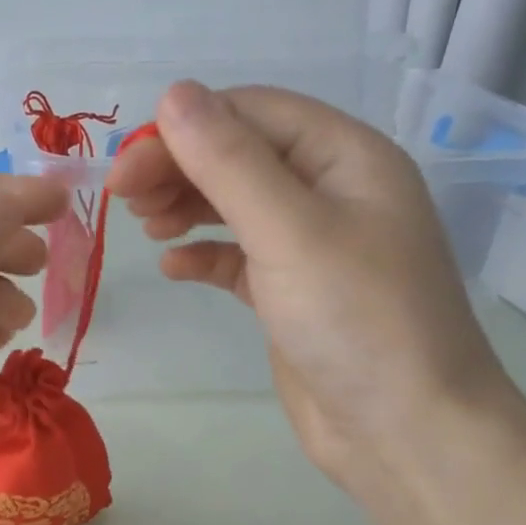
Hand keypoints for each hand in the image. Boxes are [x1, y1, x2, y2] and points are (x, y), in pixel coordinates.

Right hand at [107, 81, 517, 493]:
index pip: (253, 114)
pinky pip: (238, 257)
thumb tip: (173, 94)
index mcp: (346, 158)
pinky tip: (172, 266)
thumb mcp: (288, 230)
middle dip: (180, 168)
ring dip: (187, 206)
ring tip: (145, 226)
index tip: (126, 165)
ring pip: (236, 205)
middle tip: (122, 199)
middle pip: (241, 156)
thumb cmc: (355, 319)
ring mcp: (312, 246)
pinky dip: (203, 255)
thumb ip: (229, 162)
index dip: (186, 128)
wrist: (403, 430)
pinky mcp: (292, 293)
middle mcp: (331, 192)